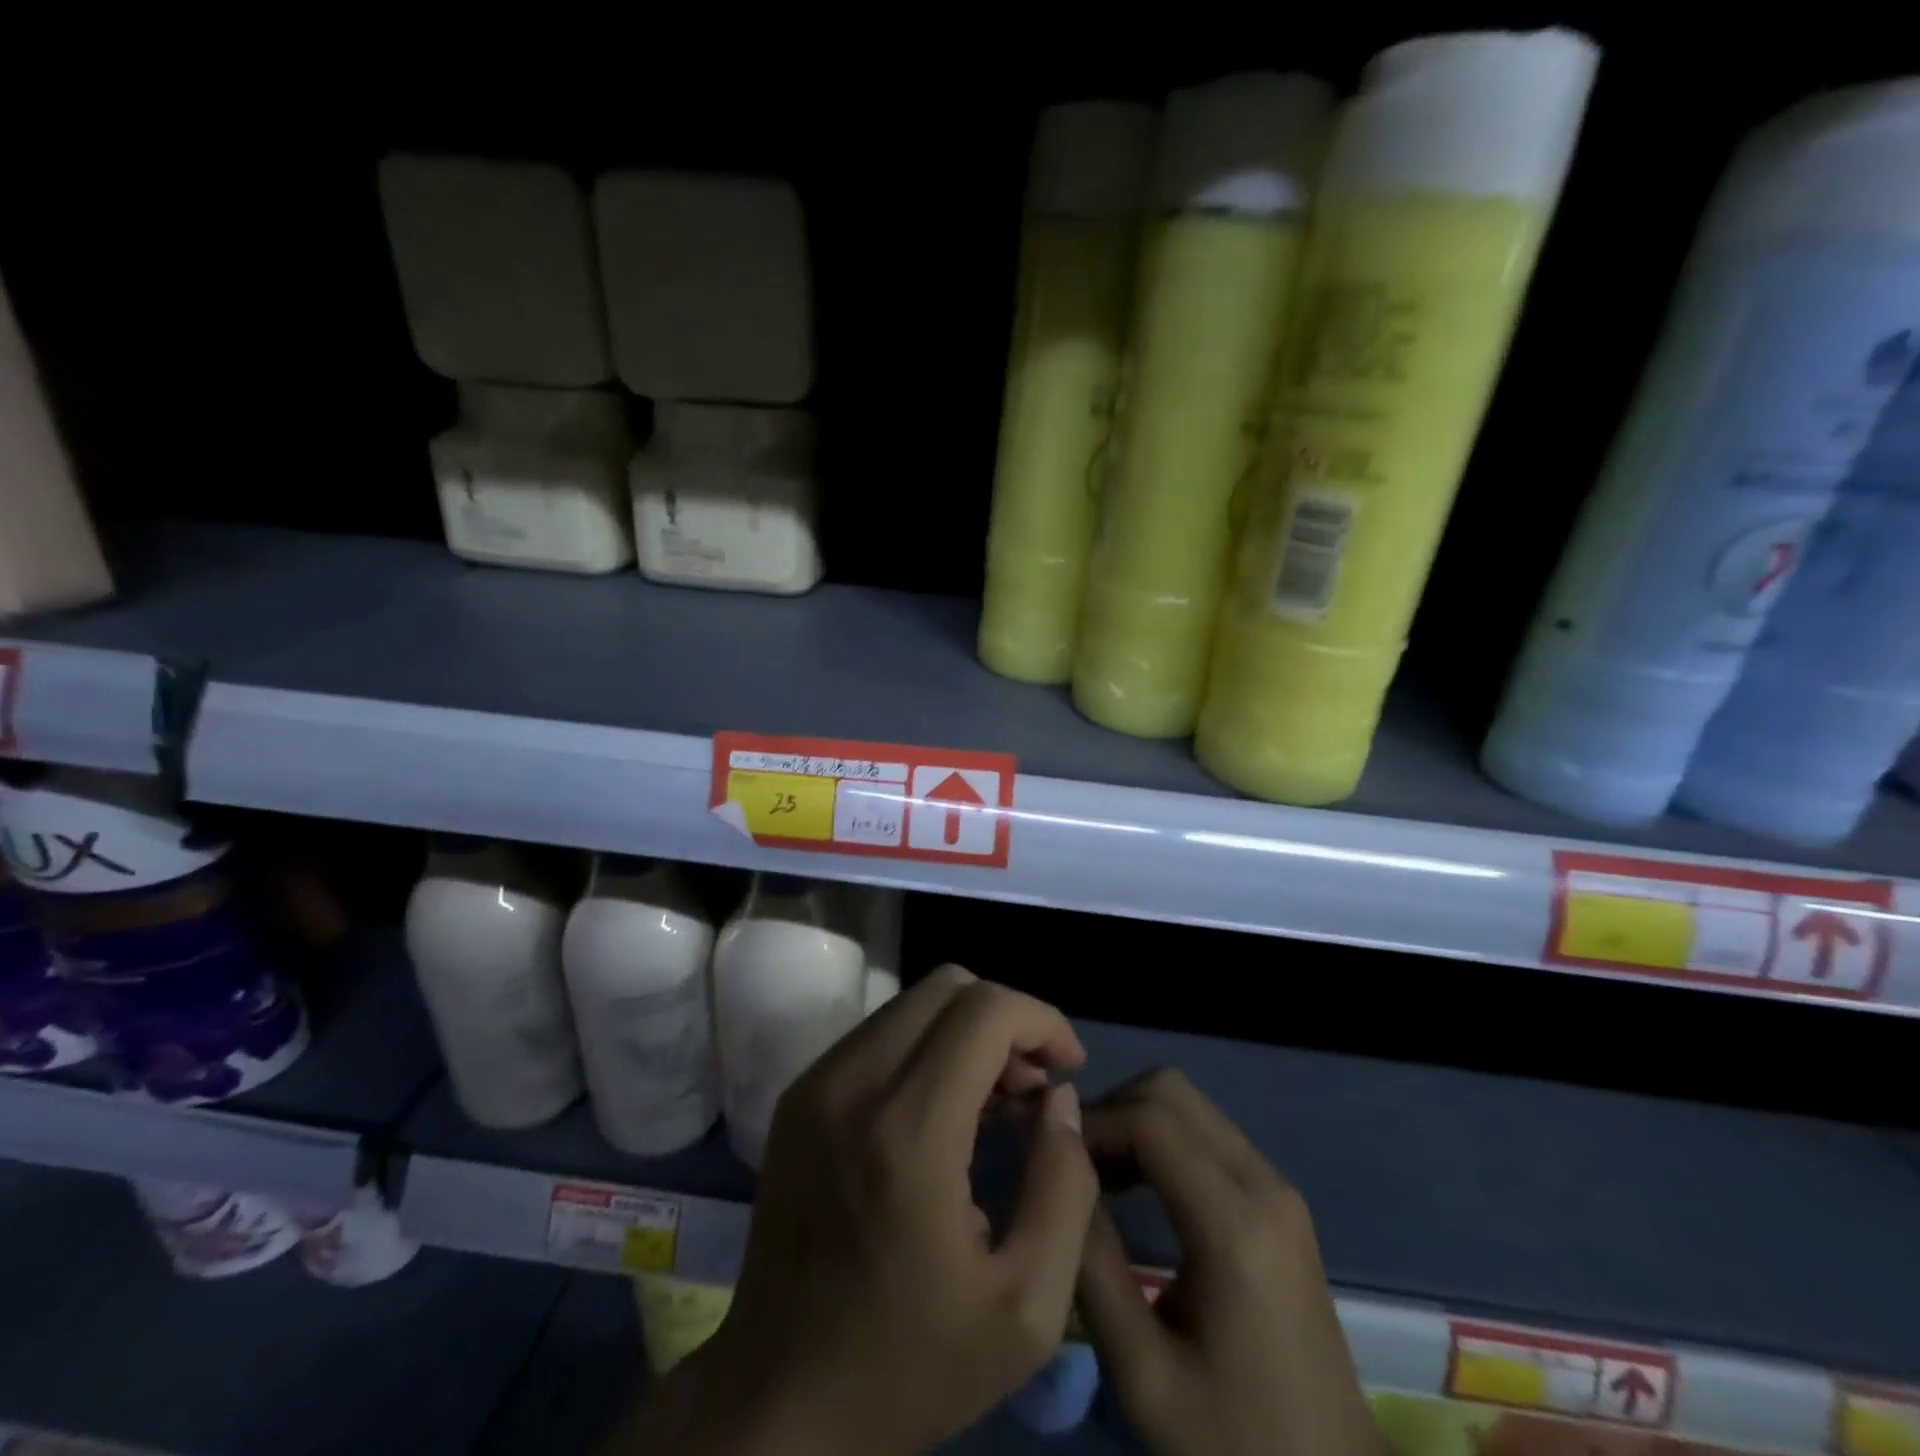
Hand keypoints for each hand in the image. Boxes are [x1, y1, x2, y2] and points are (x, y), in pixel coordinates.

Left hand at [631, 965, 1099, 1455]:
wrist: (776, 1401)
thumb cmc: (909, 1365)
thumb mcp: (1026, 1309)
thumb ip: (1064, 1186)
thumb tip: (1059, 1097)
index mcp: (909, 1132)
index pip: (986, 1010)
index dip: (1042, 1020)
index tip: (1068, 1067)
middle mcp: (854, 1083)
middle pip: (948, 987)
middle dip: (1006, 1019)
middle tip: (1032, 1086)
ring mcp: (816, 1083)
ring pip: (913, 1002)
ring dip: (966, 1030)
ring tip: (993, 1100)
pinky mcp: (798, 1094)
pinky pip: (880, 1032)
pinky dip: (926, 1045)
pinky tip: (942, 1109)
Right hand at [1075, 1069, 1383, 1455]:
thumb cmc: (1234, 1444)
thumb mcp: (1142, 1372)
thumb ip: (1092, 1262)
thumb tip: (1057, 1169)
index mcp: (1234, 1225)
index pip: (1148, 1119)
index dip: (1090, 1123)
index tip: (1047, 1153)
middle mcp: (1264, 1184)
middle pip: (1170, 1091)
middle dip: (1111, 1109)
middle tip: (1072, 1162)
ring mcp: (1278, 1188)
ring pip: (1188, 1104)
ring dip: (1134, 1121)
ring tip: (1095, 1176)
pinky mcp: (1279, 1201)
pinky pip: (1208, 1133)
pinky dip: (1161, 1138)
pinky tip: (1136, 1187)